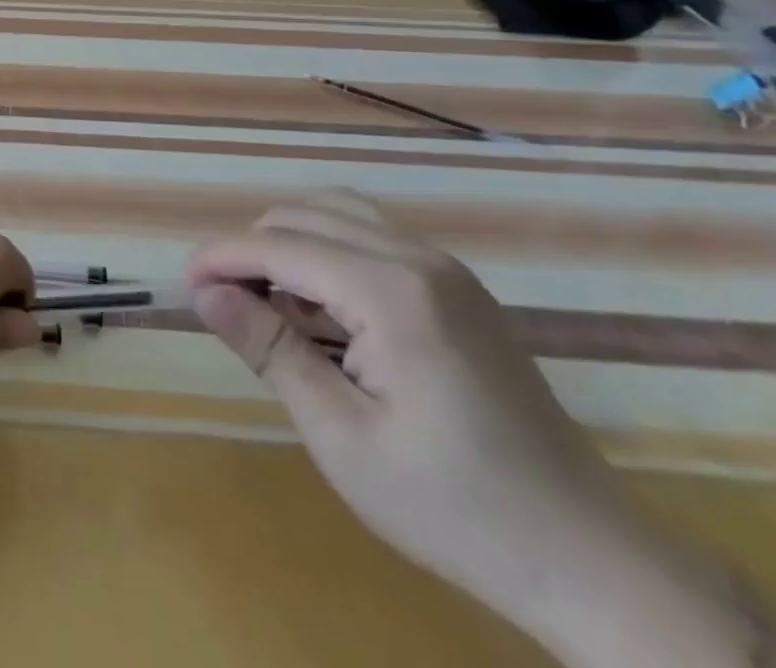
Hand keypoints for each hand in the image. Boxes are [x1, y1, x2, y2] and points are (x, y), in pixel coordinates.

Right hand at [187, 195, 775, 666]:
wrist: (591, 560)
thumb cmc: (455, 508)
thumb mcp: (343, 437)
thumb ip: (269, 350)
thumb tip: (204, 292)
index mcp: (392, 292)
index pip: (281, 245)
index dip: (223, 257)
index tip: (184, 284)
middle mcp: (419, 258)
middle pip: (306, 214)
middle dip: (252, 247)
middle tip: (222, 302)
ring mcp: (446, 269)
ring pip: (339, 215)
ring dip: (289, 244)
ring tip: (265, 303)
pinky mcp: (458, 287)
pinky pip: (371, 238)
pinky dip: (327, 255)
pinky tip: (318, 311)